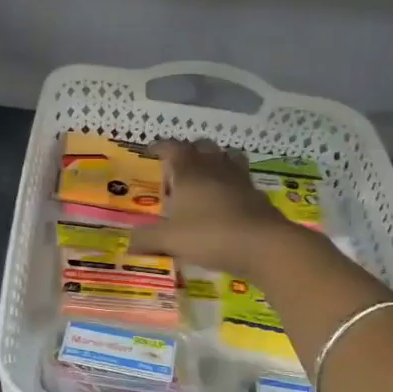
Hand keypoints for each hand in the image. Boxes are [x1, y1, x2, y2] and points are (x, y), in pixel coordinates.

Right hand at [130, 139, 305, 277]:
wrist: (262, 245)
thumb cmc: (209, 235)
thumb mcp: (169, 240)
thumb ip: (147, 239)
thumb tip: (129, 243)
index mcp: (190, 172)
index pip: (173, 147)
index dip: (161, 146)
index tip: (152, 152)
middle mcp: (215, 168)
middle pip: (203, 146)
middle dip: (190, 152)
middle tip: (179, 169)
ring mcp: (240, 180)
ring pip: (228, 158)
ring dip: (217, 162)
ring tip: (207, 179)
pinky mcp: (258, 196)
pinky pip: (243, 182)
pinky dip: (233, 186)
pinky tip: (228, 203)